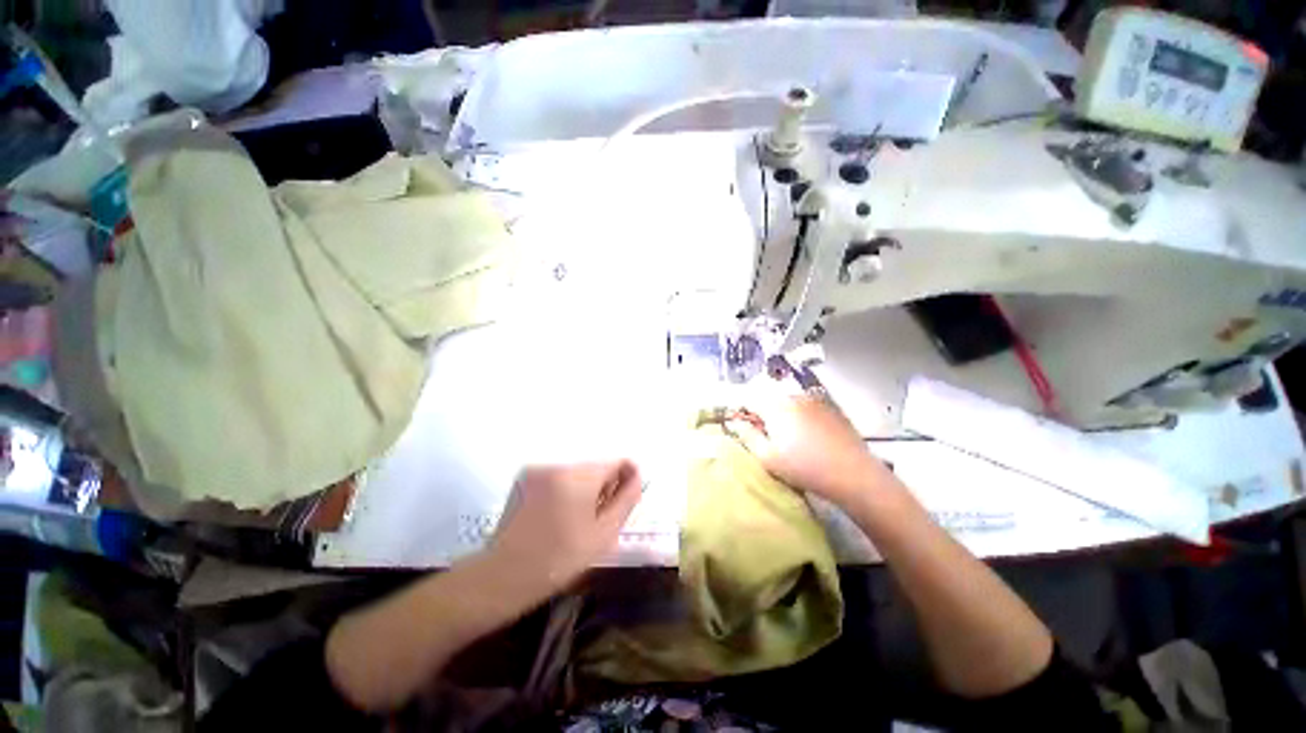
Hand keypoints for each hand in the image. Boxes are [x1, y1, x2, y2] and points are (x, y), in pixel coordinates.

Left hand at [487, 461, 642, 597]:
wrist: (504, 576)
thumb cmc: (559, 559)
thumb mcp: (603, 533)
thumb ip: (626, 499)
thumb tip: (637, 475)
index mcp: (579, 475)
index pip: (616, 461)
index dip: (625, 479)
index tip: (622, 502)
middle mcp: (559, 463)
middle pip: (595, 466)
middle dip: (603, 486)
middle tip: (597, 518)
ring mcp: (538, 468)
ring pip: (577, 472)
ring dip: (584, 488)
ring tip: (576, 519)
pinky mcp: (524, 476)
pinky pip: (557, 476)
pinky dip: (565, 489)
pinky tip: (557, 515)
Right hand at [727, 395, 886, 508]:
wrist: (854, 474)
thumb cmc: (804, 468)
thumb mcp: (768, 457)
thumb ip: (747, 436)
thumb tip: (735, 422)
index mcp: (775, 406)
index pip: (748, 398)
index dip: (742, 411)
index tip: (744, 427)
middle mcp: (793, 396)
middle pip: (768, 398)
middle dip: (762, 412)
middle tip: (767, 436)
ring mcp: (814, 400)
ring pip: (787, 401)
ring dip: (781, 413)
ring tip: (789, 438)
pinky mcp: (830, 407)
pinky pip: (806, 406)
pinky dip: (800, 415)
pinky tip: (809, 436)